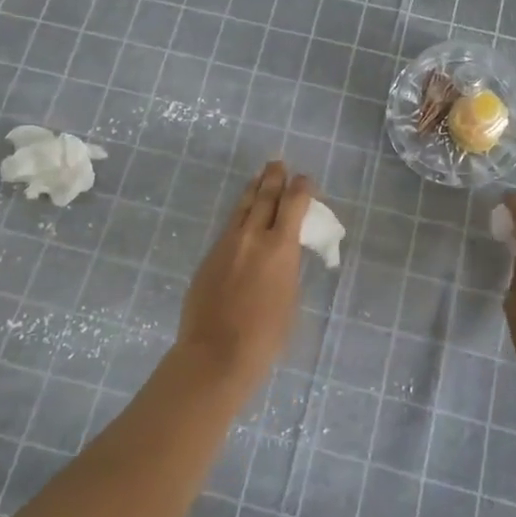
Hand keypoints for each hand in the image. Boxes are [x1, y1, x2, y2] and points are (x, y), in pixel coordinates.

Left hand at [176, 162, 314, 380]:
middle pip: (264, 197)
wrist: (216, 353)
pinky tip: (242, 216)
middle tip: (278, 163)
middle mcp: (252, 237)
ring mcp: (226, 245)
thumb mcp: (290, 297)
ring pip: (242, 208)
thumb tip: (282, 254)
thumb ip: (287, 267)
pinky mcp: (209, 257)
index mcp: (279, 247)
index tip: (306, 179)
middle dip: (274, 178)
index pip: (293, 204)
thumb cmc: (265, 335)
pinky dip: (239, 215)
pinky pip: (228, 227)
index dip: (302, 188)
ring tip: (259, 177)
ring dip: (253, 190)